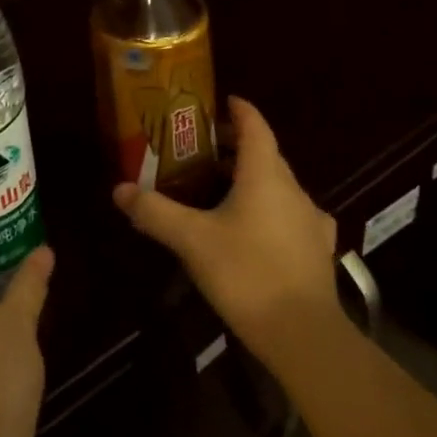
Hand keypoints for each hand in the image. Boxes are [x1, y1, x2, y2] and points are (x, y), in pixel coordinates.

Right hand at [114, 95, 345, 372]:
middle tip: (204, 149)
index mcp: (265, 175)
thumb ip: (155, 212)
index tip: (223, 100)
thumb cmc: (247, 273)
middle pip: (266, 154)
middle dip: (237, 146)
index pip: (255, 126)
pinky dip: (270, 209)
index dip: (239, 110)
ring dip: (252, 179)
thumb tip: (118, 189)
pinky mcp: (317, 250)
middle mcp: (293, 189)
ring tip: (221, 189)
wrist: (305, 336)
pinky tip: (255, 229)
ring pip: (279, 186)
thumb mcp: (192, 240)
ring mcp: (311, 221)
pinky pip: (290, 215)